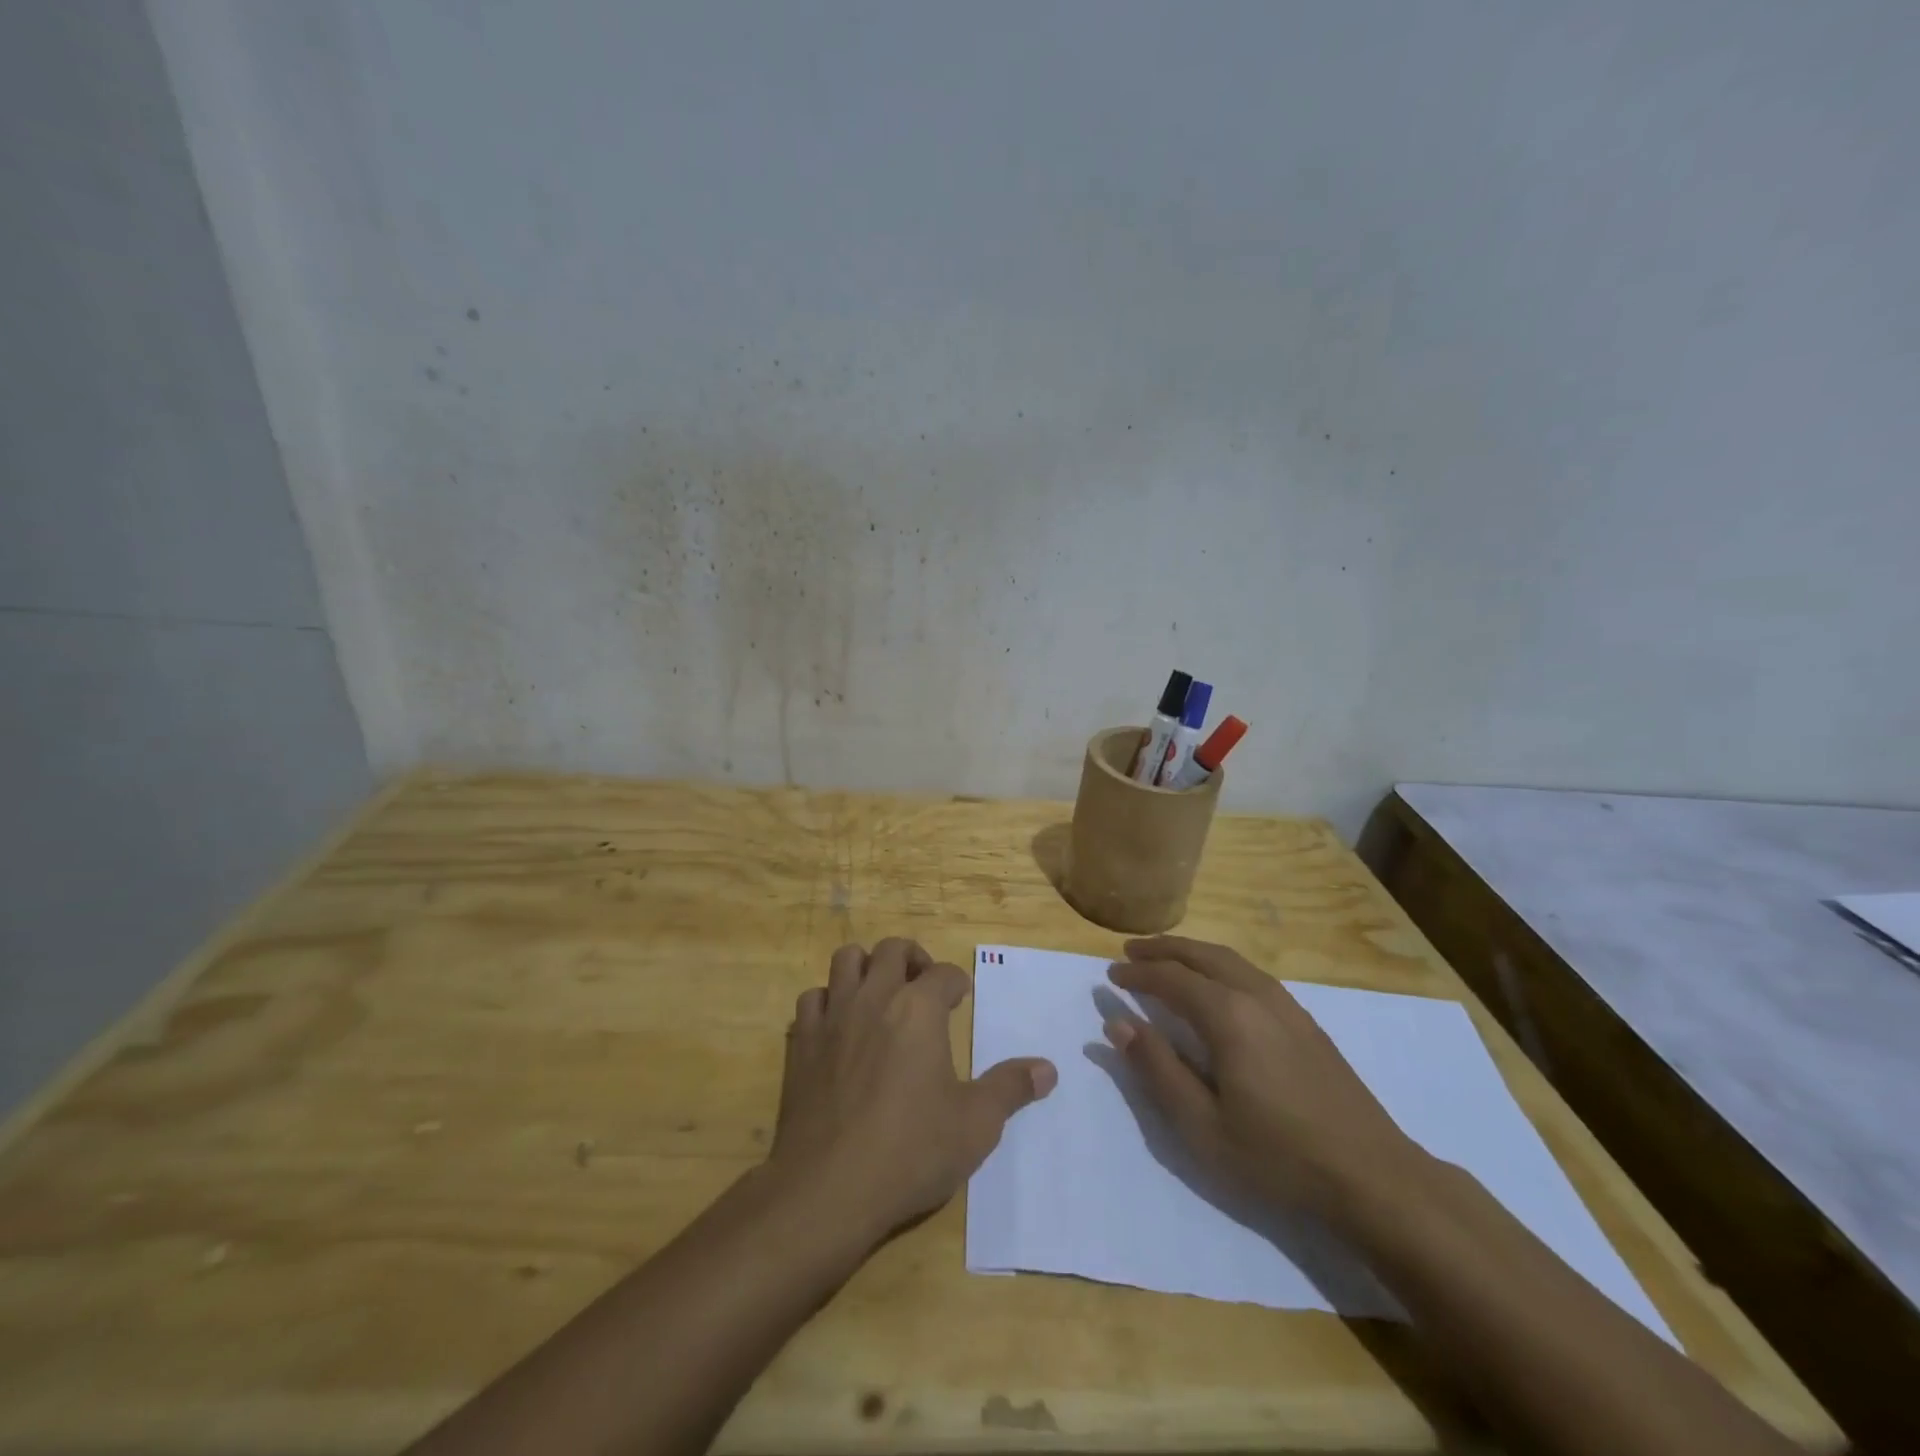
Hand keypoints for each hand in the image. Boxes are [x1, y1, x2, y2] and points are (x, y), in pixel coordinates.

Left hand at [768, 938, 1056, 1244]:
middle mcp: (875, 998)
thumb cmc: (910, 1151)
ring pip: (846, 960)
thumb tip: (1048, 1068)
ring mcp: (832, 1017)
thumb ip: (1010, 1088)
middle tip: (924, 986)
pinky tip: (839, 1027)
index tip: (961, 997)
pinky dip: (828, 1001)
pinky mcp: (800, 1042)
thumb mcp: (976, 1125)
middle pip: (892, 950)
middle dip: (913, 958)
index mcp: (919, 1009)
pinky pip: (812, 998)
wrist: (827, 1188)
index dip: (957, 982)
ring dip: (867, 967)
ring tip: (881, 994)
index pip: (943, 973)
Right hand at [1105, 936, 1420, 1220]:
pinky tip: (1217, 986)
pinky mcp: (1306, 1021)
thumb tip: (1118, 1024)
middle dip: (1163, 949)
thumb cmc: (1278, 1156)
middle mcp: (1256, 996)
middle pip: (1202, 955)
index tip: (1110, 976)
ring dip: (1192, 953)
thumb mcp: (1202, 1125)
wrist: (1374, 1177)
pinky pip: (1252, 974)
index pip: (1171, 978)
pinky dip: (1220, 966)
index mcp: (1228, 1016)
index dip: (1137, 974)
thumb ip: (1156, 1069)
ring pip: (1231, 960)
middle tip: (1130, 952)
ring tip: (1166, 959)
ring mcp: (1287, 1006)